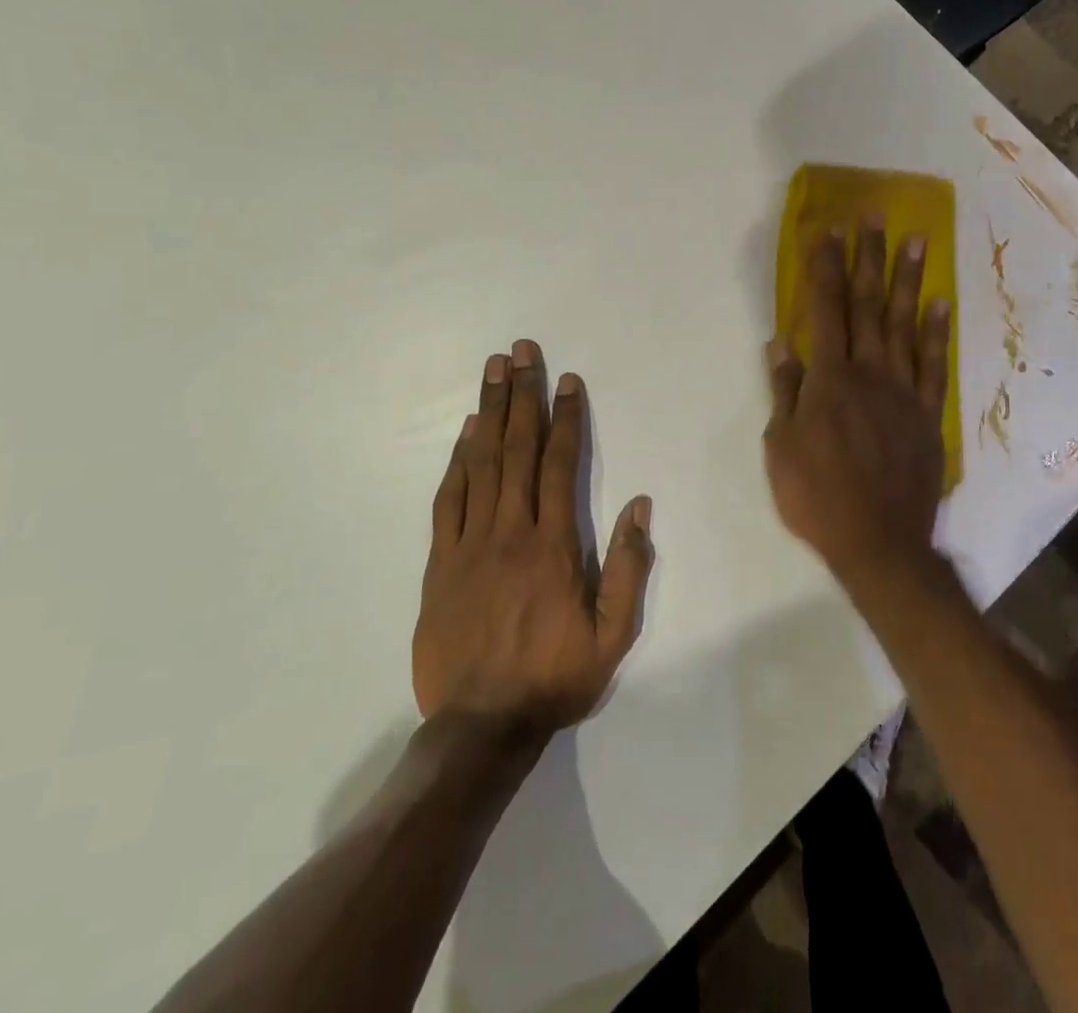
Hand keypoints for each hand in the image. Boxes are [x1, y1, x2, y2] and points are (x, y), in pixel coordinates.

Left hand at [413, 340, 653, 738]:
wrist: (479, 727)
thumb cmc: (554, 678)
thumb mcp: (612, 634)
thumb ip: (629, 566)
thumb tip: (638, 504)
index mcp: (553, 545)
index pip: (560, 465)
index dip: (565, 417)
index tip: (567, 380)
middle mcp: (510, 531)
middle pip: (518, 449)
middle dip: (522, 395)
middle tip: (520, 351)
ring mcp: (469, 544)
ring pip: (481, 463)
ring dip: (489, 412)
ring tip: (493, 371)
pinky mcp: (439, 562)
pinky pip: (448, 499)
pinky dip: (457, 461)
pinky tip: (466, 433)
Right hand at [763, 220, 952, 584]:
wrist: (880, 542)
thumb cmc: (818, 497)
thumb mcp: (780, 448)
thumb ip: (784, 392)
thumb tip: (781, 344)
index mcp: (829, 380)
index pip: (825, 311)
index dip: (824, 269)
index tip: (827, 232)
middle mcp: (869, 373)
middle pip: (868, 306)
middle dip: (869, 258)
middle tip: (875, 216)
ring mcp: (904, 391)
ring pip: (906, 325)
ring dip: (909, 281)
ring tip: (917, 240)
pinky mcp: (928, 413)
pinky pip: (935, 364)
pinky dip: (938, 332)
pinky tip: (941, 302)